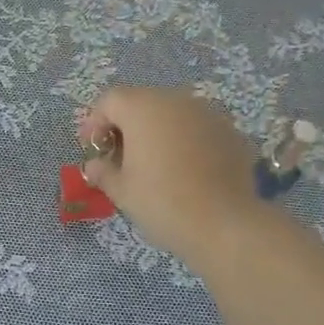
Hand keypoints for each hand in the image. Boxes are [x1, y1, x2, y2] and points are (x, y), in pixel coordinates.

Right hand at [80, 87, 266, 267]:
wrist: (224, 224)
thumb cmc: (162, 202)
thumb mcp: (122, 191)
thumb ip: (103, 172)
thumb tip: (94, 166)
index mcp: (143, 108)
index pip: (110, 100)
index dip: (95, 122)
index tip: (92, 149)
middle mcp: (176, 101)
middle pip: (142, 103)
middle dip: (127, 126)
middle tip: (119, 158)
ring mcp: (208, 114)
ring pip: (173, 115)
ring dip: (158, 132)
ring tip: (153, 165)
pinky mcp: (230, 132)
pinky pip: (197, 130)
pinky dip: (185, 142)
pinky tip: (185, 171)